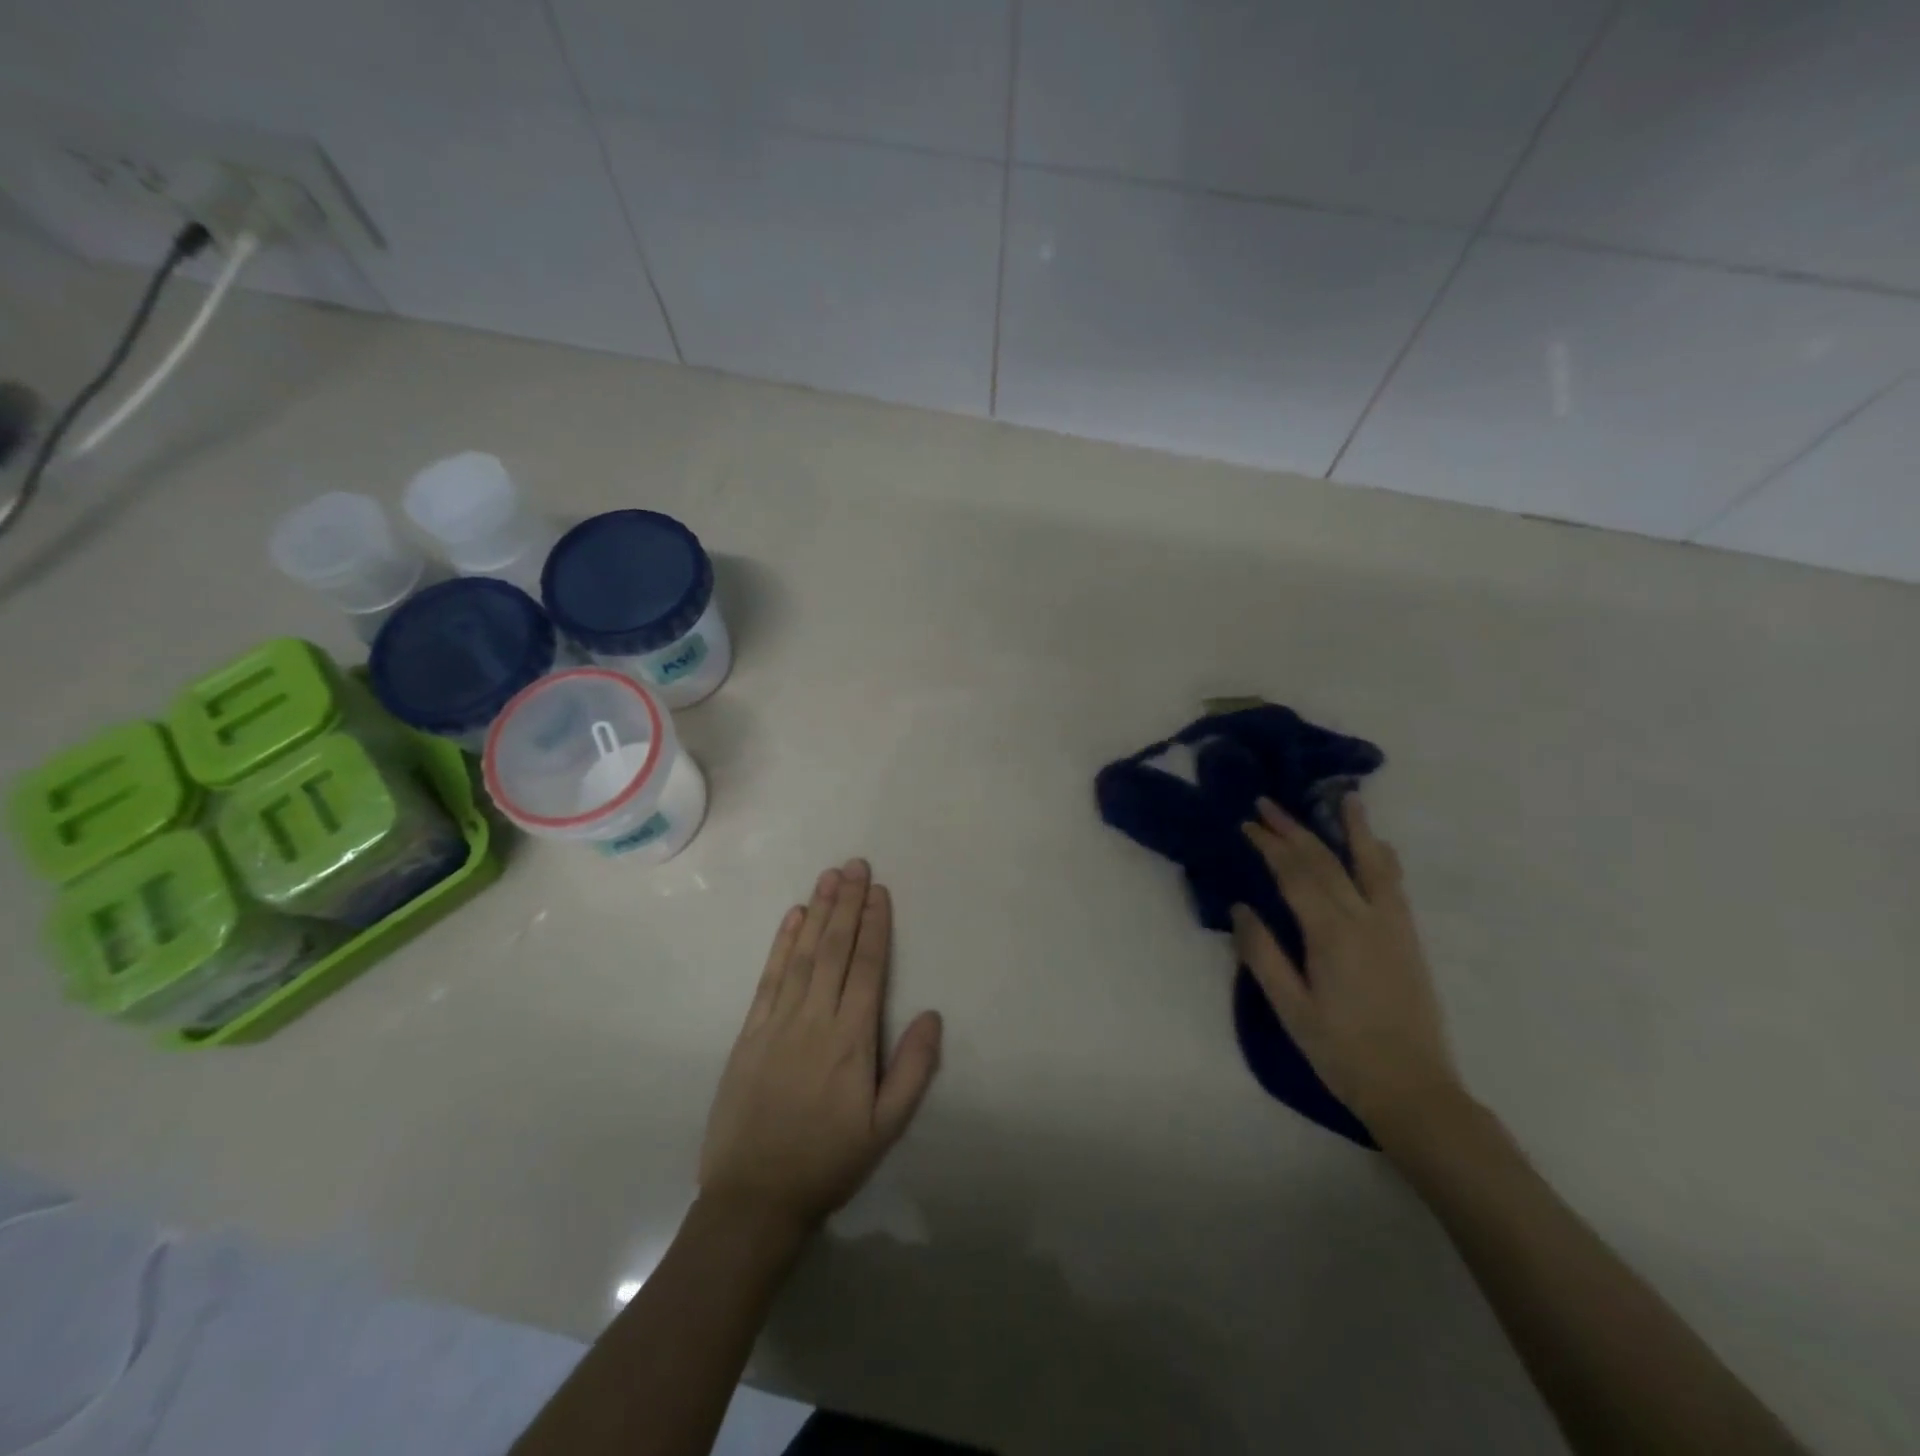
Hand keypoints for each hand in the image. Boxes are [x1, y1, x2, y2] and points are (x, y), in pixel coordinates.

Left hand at [699, 859, 943, 1234]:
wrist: (754, 1198)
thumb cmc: (828, 1162)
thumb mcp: (885, 1128)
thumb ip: (912, 1070)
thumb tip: (932, 1015)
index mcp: (851, 1040)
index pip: (866, 968)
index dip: (874, 926)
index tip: (879, 891)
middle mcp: (815, 1019)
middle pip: (834, 950)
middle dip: (847, 904)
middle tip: (855, 865)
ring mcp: (778, 1022)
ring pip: (803, 954)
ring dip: (818, 912)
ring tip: (829, 876)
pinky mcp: (750, 1032)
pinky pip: (770, 977)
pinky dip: (782, 944)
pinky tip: (793, 917)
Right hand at [1232, 796, 1460, 1133]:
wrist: (1414, 1090)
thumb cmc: (1342, 1053)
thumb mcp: (1291, 1010)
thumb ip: (1263, 955)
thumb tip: (1241, 907)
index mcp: (1330, 934)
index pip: (1294, 874)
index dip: (1269, 845)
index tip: (1246, 823)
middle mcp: (1364, 919)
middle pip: (1326, 861)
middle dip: (1294, 828)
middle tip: (1268, 803)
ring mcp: (1392, 926)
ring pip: (1370, 864)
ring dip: (1352, 829)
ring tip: (1345, 798)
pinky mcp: (1408, 939)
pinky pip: (1393, 884)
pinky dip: (1382, 858)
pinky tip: (1378, 846)